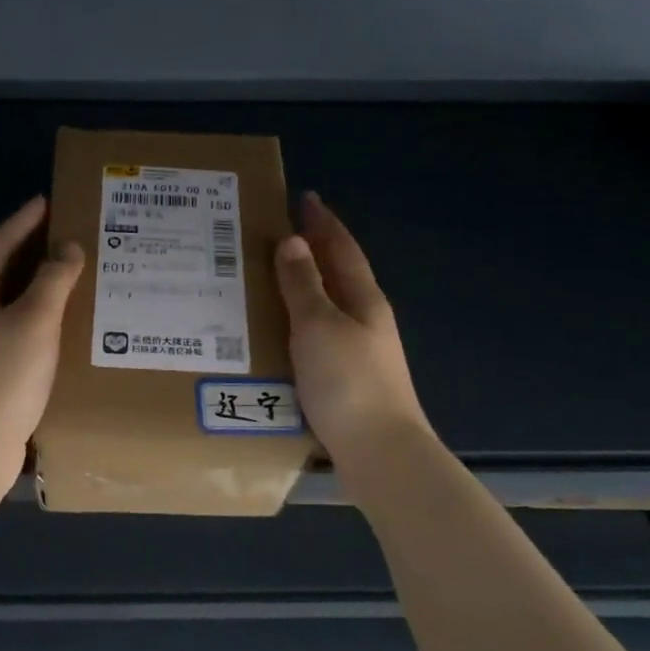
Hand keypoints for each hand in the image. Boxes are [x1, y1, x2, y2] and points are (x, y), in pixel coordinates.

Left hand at [0, 196, 84, 466]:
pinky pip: (12, 325)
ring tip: (68, 272)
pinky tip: (58, 323)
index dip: (23, 221)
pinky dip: (35, 314)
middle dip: (29, 249)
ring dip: (34, 283)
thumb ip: (53, 280)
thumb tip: (67, 248)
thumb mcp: (35, 321)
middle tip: (64, 233)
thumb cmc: (5, 376)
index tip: (46, 201)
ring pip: (6, 299)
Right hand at [274, 192, 428, 461]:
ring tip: (271, 277)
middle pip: (338, 274)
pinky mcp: (347, 378)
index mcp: (363, 299)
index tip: (304, 198)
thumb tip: (294, 241)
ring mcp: (360, 351)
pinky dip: (300, 320)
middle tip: (280, 232)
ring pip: (329, 305)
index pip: (342, 248)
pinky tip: (281, 331)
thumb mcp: (319, 326)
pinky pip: (319, 334)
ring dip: (304, 286)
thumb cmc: (347, 382)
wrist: (379, 452)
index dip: (323, 222)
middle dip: (314, 250)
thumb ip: (304, 285)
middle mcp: (366, 320)